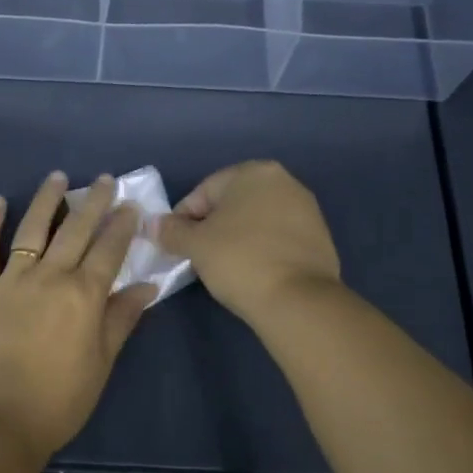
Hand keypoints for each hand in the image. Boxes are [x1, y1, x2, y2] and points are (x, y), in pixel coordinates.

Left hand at [0, 172, 157, 462]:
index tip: (130, 206)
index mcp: (84, 295)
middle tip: (103, 180)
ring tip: (57, 177)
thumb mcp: (102, 361)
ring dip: (46, 200)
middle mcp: (50, 277)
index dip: (122, 226)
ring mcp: (12, 280)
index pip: (108, 249)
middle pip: (75, 230)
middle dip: (92, 202)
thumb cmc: (61, 398)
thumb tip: (147, 286)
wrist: (0, 420)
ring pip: (31, 229)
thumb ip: (122, 318)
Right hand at [151, 161, 340, 324]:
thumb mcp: (195, 245)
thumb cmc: (239, 260)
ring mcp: (306, 209)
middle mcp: (284, 181)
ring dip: (236, 237)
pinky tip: (251, 271)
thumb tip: (153, 224)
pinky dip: (260, 249)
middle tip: (197, 255)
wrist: (298, 300)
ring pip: (255, 220)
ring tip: (223, 266)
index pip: (204, 191)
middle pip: (232, 203)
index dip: (183, 218)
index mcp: (254, 172)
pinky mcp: (319, 237)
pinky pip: (276, 237)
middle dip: (211, 226)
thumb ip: (170, 230)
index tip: (175, 245)